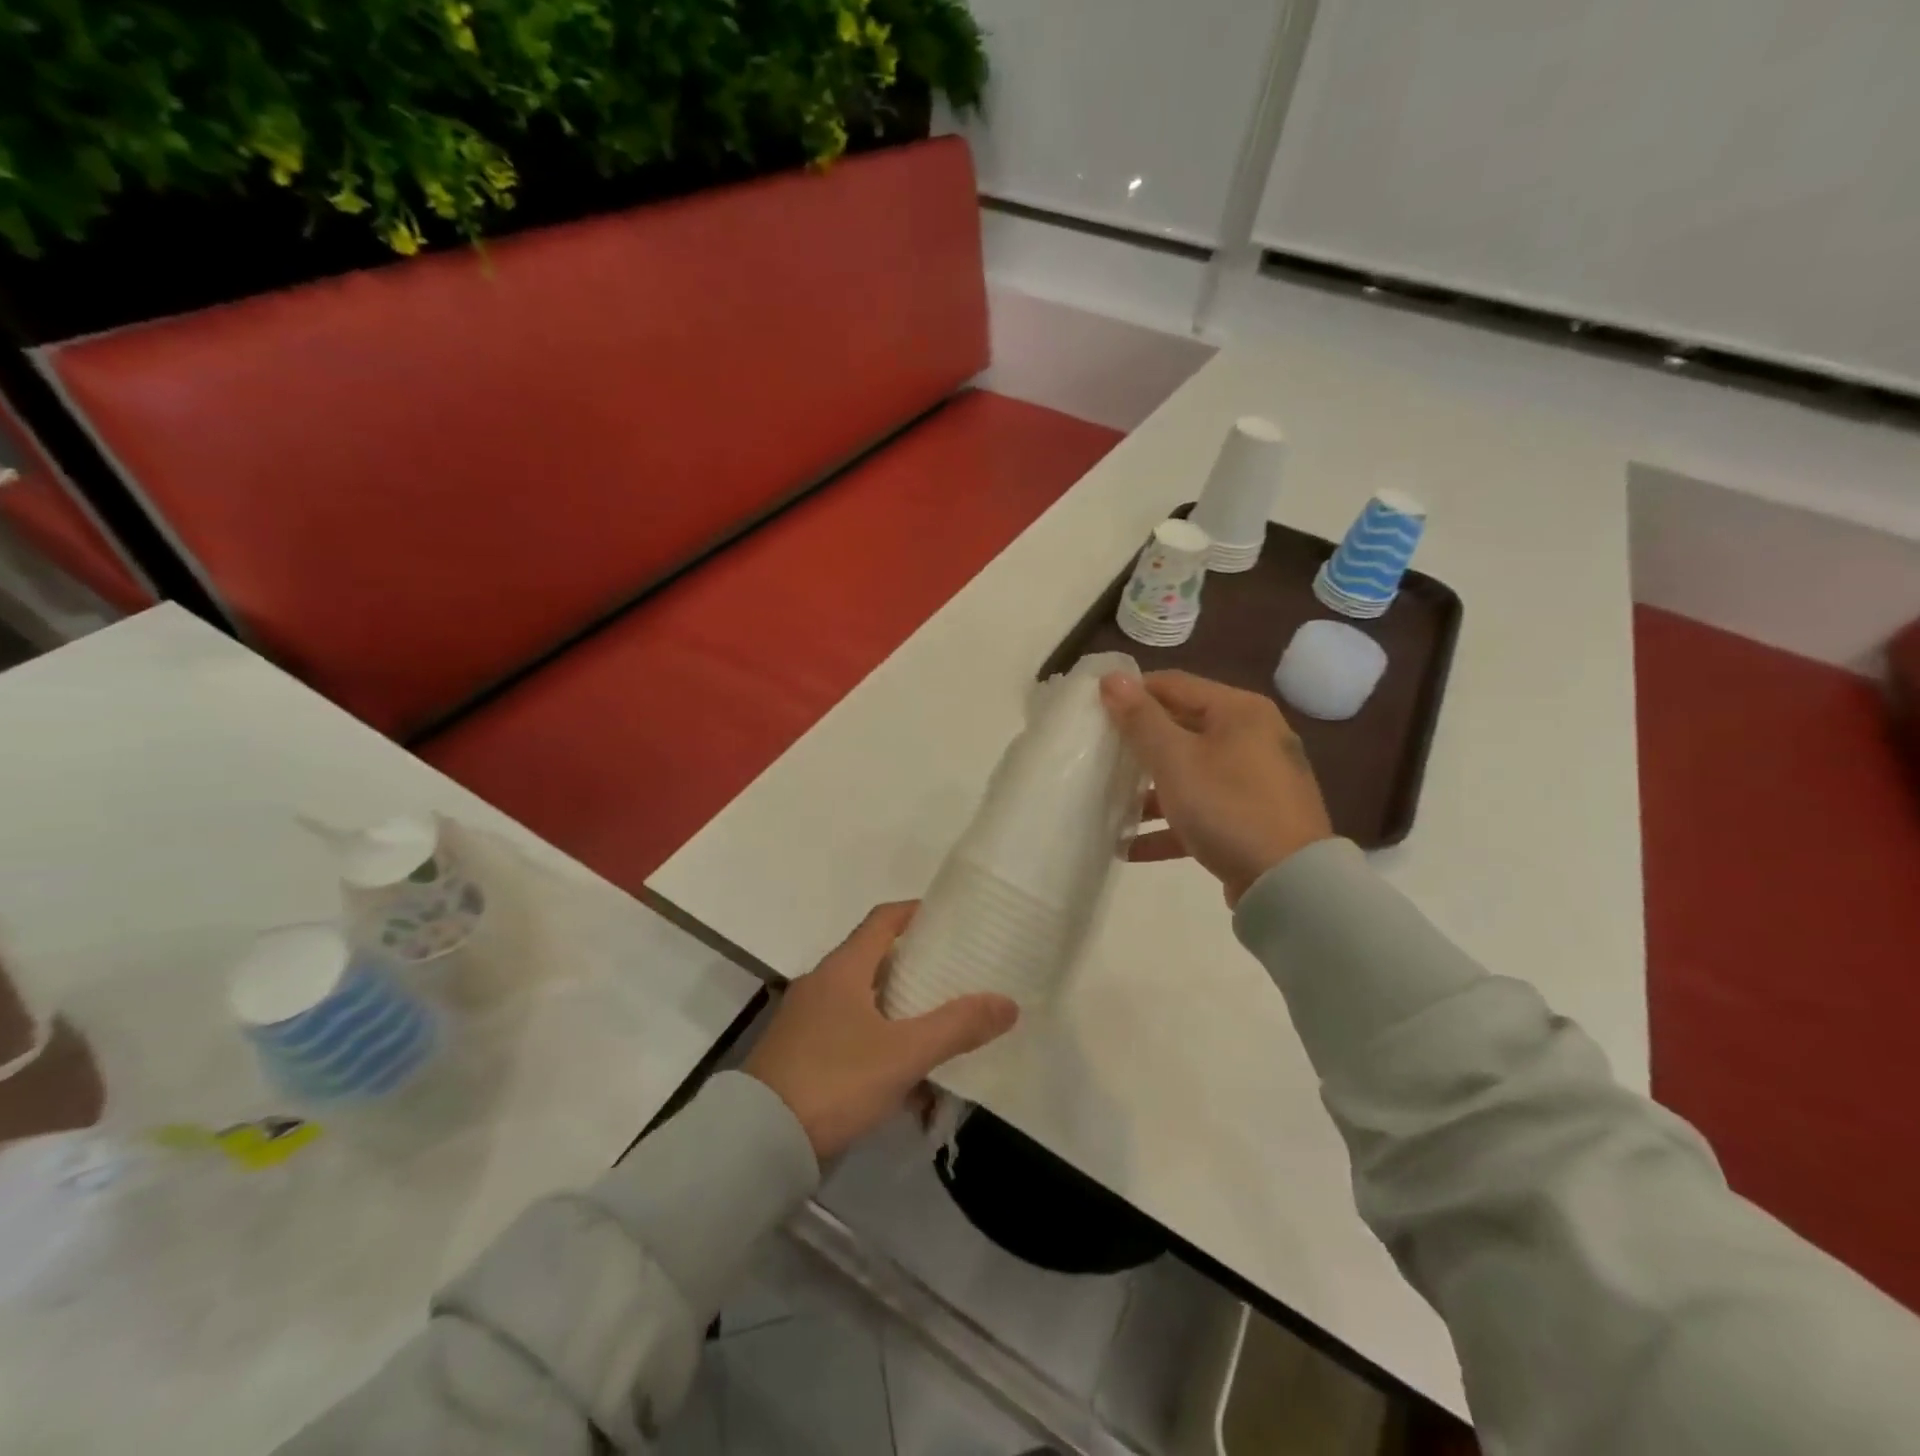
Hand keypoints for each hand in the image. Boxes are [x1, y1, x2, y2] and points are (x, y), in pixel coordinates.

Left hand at [743, 903, 1018, 1160]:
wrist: (758, 1143)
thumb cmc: (834, 1081)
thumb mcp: (903, 1054)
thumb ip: (957, 1027)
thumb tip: (1008, 1003)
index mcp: (843, 968)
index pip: (884, 919)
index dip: (916, 912)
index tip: (950, 919)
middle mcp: (822, 983)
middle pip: (875, 958)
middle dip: (916, 965)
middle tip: (955, 975)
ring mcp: (807, 1019)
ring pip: (864, 1000)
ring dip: (900, 1010)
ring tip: (938, 1027)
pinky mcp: (800, 1053)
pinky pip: (850, 1034)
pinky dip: (880, 1042)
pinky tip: (905, 1078)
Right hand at [1100, 670, 1333, 905]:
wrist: (1290, 883)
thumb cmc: (1227, 806)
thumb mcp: (1175, 760)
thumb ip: (1140, 719)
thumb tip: (1111, 678)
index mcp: (1239, 711)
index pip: (1174, 684)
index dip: (1132, 693)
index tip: (1095, 711)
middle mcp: (1253, 737)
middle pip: (1183, 728)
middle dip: (1139, 745)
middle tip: (1099, 756)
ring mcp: (1257, 781)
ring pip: (1191, 773)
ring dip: (1151, 790)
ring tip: (1111, 805)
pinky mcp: (1254, 820)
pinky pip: (1203, 812)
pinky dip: (1170, 824)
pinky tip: (1131, 847)